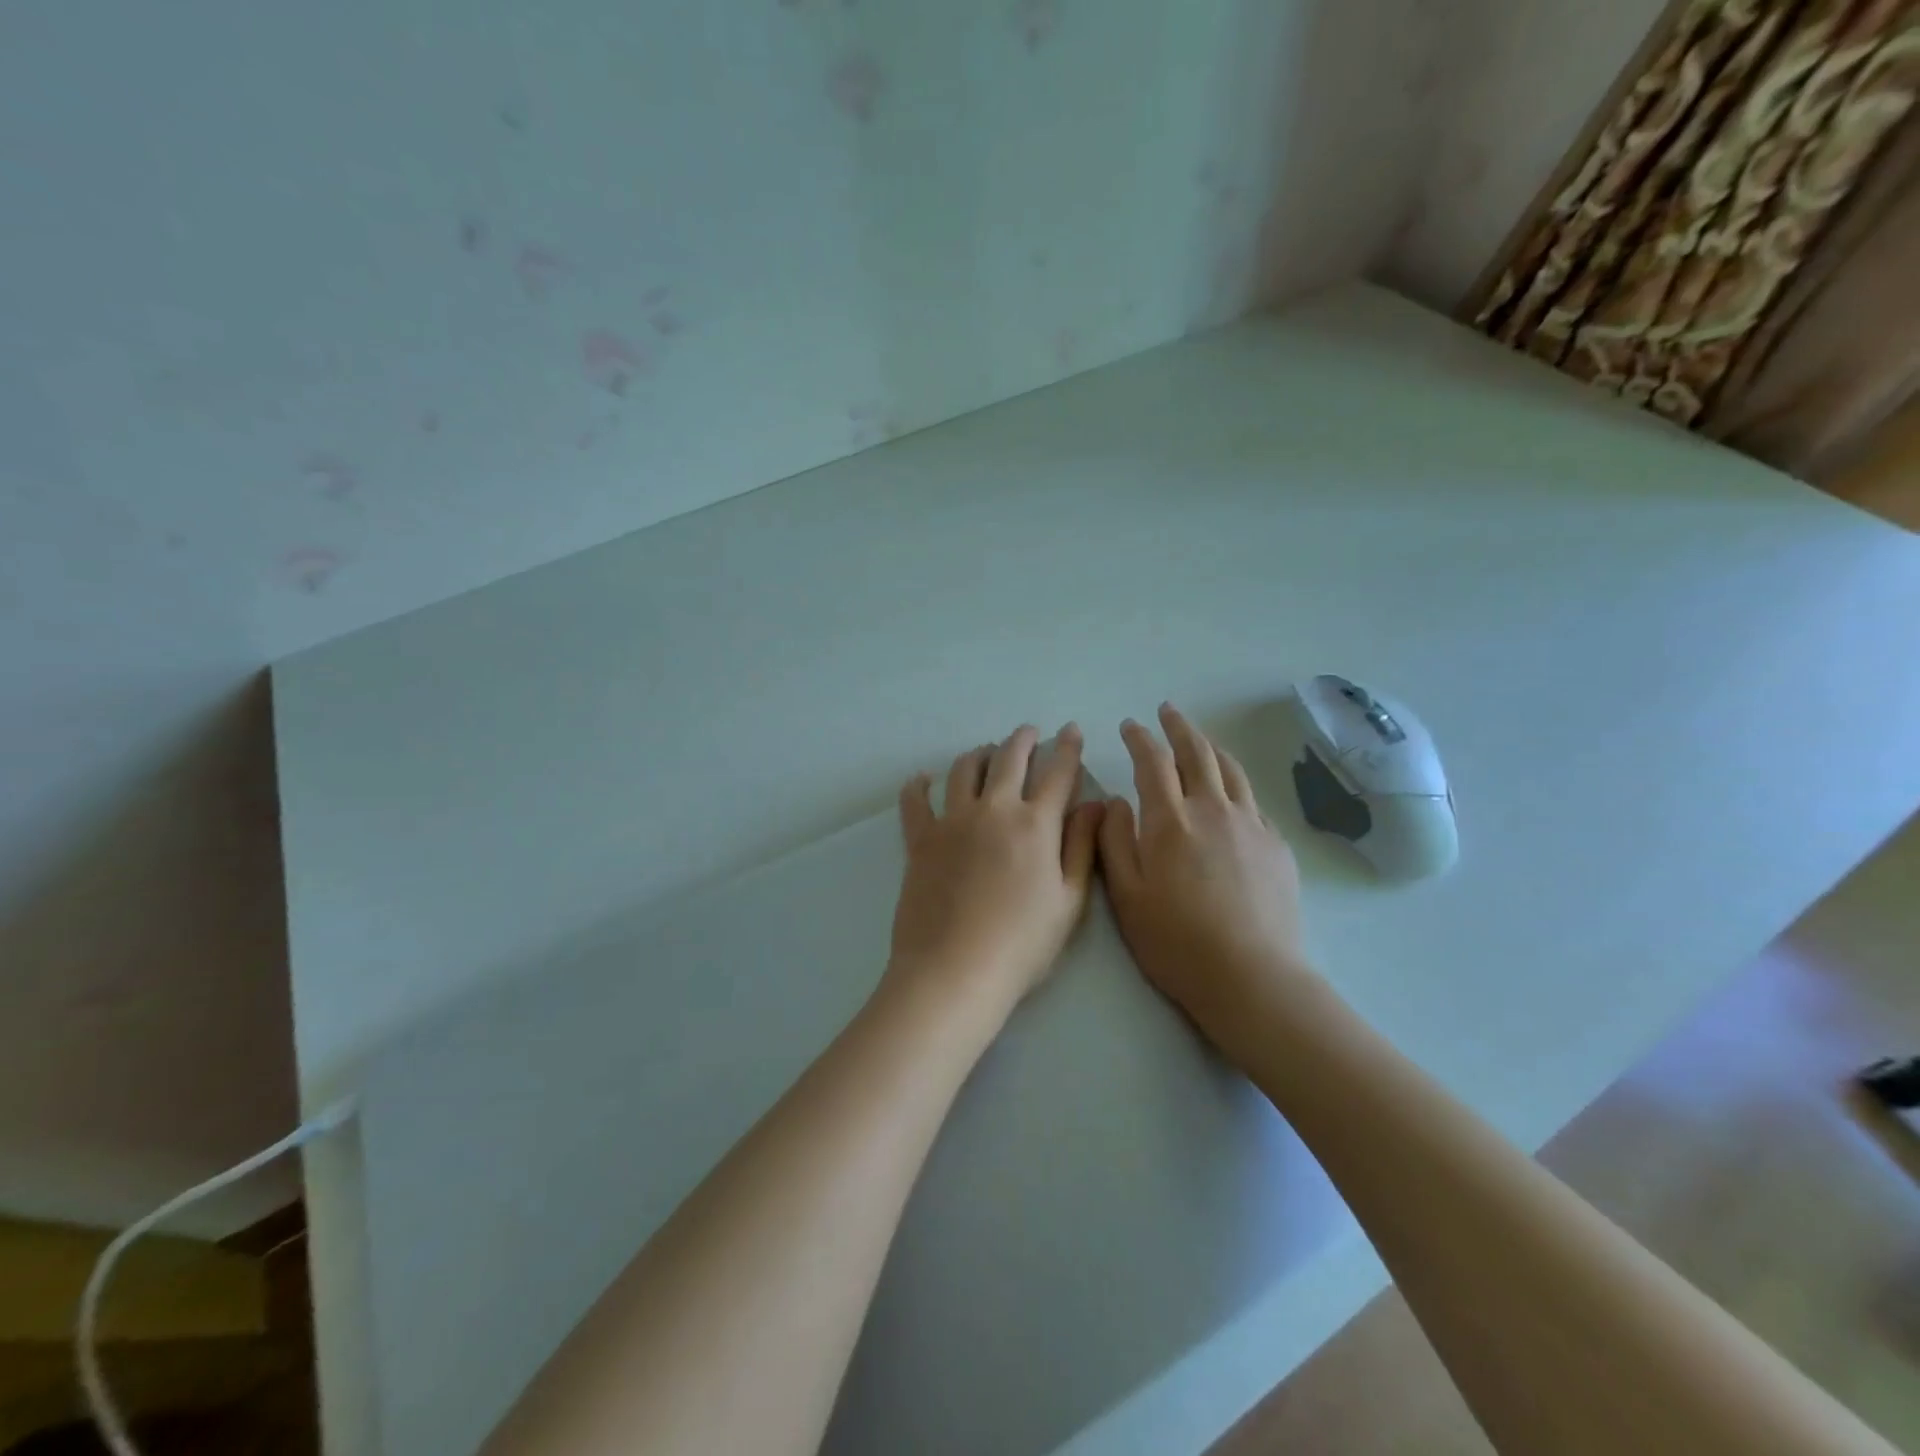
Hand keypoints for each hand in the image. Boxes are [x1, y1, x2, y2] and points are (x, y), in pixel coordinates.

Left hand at [887, 725, 1104, 1021]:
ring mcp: (952, 820)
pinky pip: (915, 800)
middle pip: (1009, 759)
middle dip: (1023, 740)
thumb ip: (1083, 847)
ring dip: (979, 754)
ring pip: (964, 769)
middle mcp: (993, 809)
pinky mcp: (920, 839)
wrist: (955, 969)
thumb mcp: (1069, 901)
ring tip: (986, 752)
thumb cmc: (1022, 943)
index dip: (1068, 748)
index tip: (1071, 730)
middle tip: (1029, 732)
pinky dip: (919, 785)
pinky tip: (923, 779)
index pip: (1058, 773)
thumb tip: (1095, 805)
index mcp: (1035, 824)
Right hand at [1098, 703, 1314, 1056]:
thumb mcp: (1126, 895)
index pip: (1153, 762)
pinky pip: (1253, 800)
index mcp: (1170, 820)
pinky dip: (1236, 782)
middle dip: (1179, 727)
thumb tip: (1114, 801)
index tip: (1130, 726)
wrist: (1251, 976)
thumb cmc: (1176, 940)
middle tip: (1167, 712)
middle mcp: (1213, 810)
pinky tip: (1231, 792)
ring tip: (1200, 738)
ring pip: (1230, 770)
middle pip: (1197, 753)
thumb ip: (1114, 841)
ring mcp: (1251, 825)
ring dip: (1211, 747)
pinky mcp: (1275, 846)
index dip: (1140, 739)